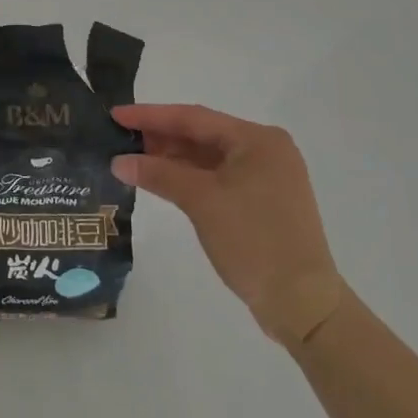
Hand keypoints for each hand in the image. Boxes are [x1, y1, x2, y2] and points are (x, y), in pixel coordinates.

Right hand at [112, 104, 343, 349]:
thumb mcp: (201, 201)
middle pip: (202, 135)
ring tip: (132, 157)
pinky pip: (217, 177)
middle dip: (160, 136)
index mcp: (258, 139)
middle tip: (118, 136)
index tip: (115, 114)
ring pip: (209, 157)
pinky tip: (161, 178)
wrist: (302, 303)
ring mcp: (266, 176)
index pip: (194, 118)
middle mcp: (265, 150)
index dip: (151, 115)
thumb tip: (118, 161)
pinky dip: (189, 177)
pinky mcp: (261, 201)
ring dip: (172, 157)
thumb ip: (159, 174)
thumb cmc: (253, 240)